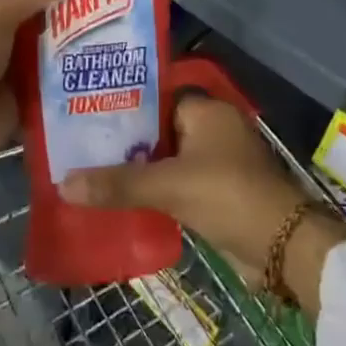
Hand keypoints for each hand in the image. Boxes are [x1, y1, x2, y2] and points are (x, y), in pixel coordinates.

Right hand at [61, 95, 345, 288]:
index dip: (122, 105)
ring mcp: (217, 161)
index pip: (155, 97)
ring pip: (167, 159)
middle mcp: (213, 128)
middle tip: (82, 147)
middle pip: (159, 129)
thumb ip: (118, 184)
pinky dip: (155, 191)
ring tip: (92, 172)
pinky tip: (122, 200)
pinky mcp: (218, 191)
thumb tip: (63, 183)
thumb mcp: (169, 186)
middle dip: (125, 141)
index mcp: (206, 110)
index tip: (86, 114)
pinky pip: (178, 183)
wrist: (282, 248)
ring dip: (139, 169)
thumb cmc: (227, 196)